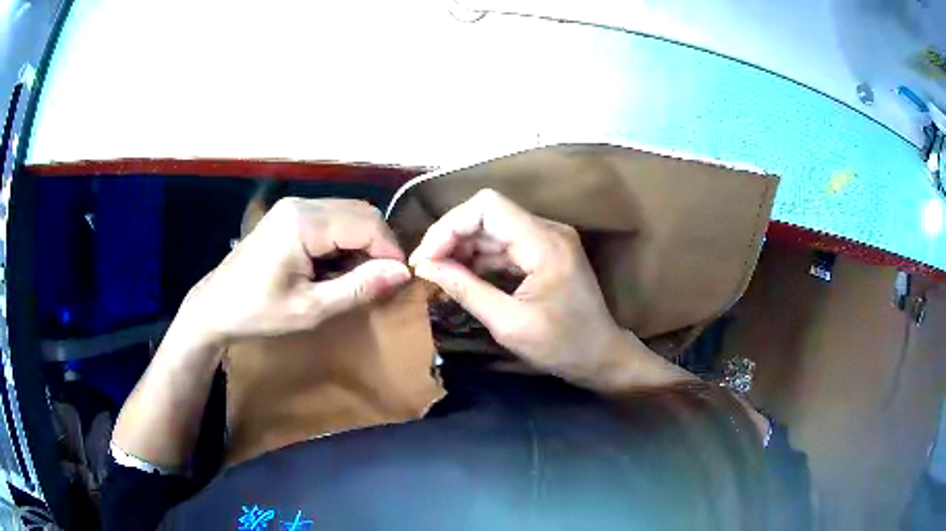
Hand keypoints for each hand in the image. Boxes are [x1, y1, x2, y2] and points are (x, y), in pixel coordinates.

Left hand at [180, 197, 410, 343]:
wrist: (216, 306)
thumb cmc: (258, 312)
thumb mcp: (310, 309)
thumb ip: (358, 288)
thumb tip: (402, 273)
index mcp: (303, 223)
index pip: (367, 223)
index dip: (389, 251)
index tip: (398, 282)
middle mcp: (301, 204)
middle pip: (361, 212)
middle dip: (379, 245)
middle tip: (380, 281)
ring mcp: (294, 206)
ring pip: (349, 213)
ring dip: (363, 242)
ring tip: (359, 277)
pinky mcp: (290, 214)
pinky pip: (332, 218)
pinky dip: (346, 240)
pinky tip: (337, 266)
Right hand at [408, 189, 634, 386]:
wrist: (603, 356)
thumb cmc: (562, 346)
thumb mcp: (510, 324)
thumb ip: (466, 290)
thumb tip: (427, 267)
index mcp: (544, 243)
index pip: (487, 206)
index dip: (450, 225)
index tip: (427, 257)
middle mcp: (548, 230)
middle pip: (488, 214)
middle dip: (452, 237)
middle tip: (426, 268)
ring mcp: (548, 239)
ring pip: (493, 228)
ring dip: (463, 248)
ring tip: (439, 274)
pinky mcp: (545, 252)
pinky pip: (505, 244)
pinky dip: (480, 257)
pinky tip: (462, 276)